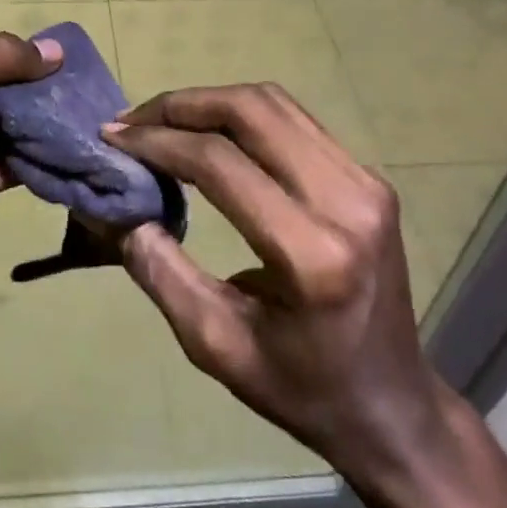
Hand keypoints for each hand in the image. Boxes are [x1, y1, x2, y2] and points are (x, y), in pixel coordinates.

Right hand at [103, 83, 451, 497]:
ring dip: (210, 102)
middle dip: (182, 106)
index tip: (113, 138)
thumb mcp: (216, 346)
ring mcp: (366, 182)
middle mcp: (347, 202)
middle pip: (251, 112)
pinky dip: (242, 116)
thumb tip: (118, 211)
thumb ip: (161, 273)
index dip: (159, 142)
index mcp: (312, 255)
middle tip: (133, 121)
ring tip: (162, 121)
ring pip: (274, 103)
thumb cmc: (301, 389)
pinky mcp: (368, 177)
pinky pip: (294, 121)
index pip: (221, 164)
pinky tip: (209, 133)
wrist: (393, 405)